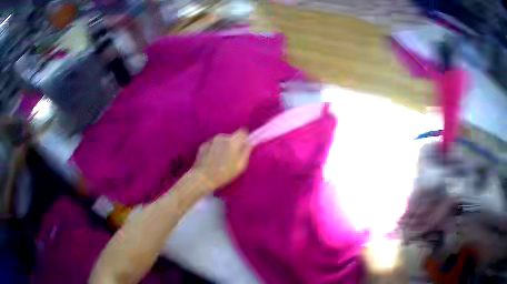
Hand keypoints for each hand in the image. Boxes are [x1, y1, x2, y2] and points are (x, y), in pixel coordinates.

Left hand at [192, 129, 251, 189]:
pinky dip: (214, 150)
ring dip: (223, 147)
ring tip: (221, 160)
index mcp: (233, 141)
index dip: (244, 138)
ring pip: (221, 141)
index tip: (244, 146)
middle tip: (232, 157)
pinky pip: (212, 145)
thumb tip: (249, 143)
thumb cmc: (224, 174)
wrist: (203, 178)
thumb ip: (246, 152)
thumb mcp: (240, 166)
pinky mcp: (203, 145)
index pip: (242, 131)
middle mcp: (222, 137)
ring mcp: (211, 141)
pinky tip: (212, 161)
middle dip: (233, 144)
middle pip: (231, 137)